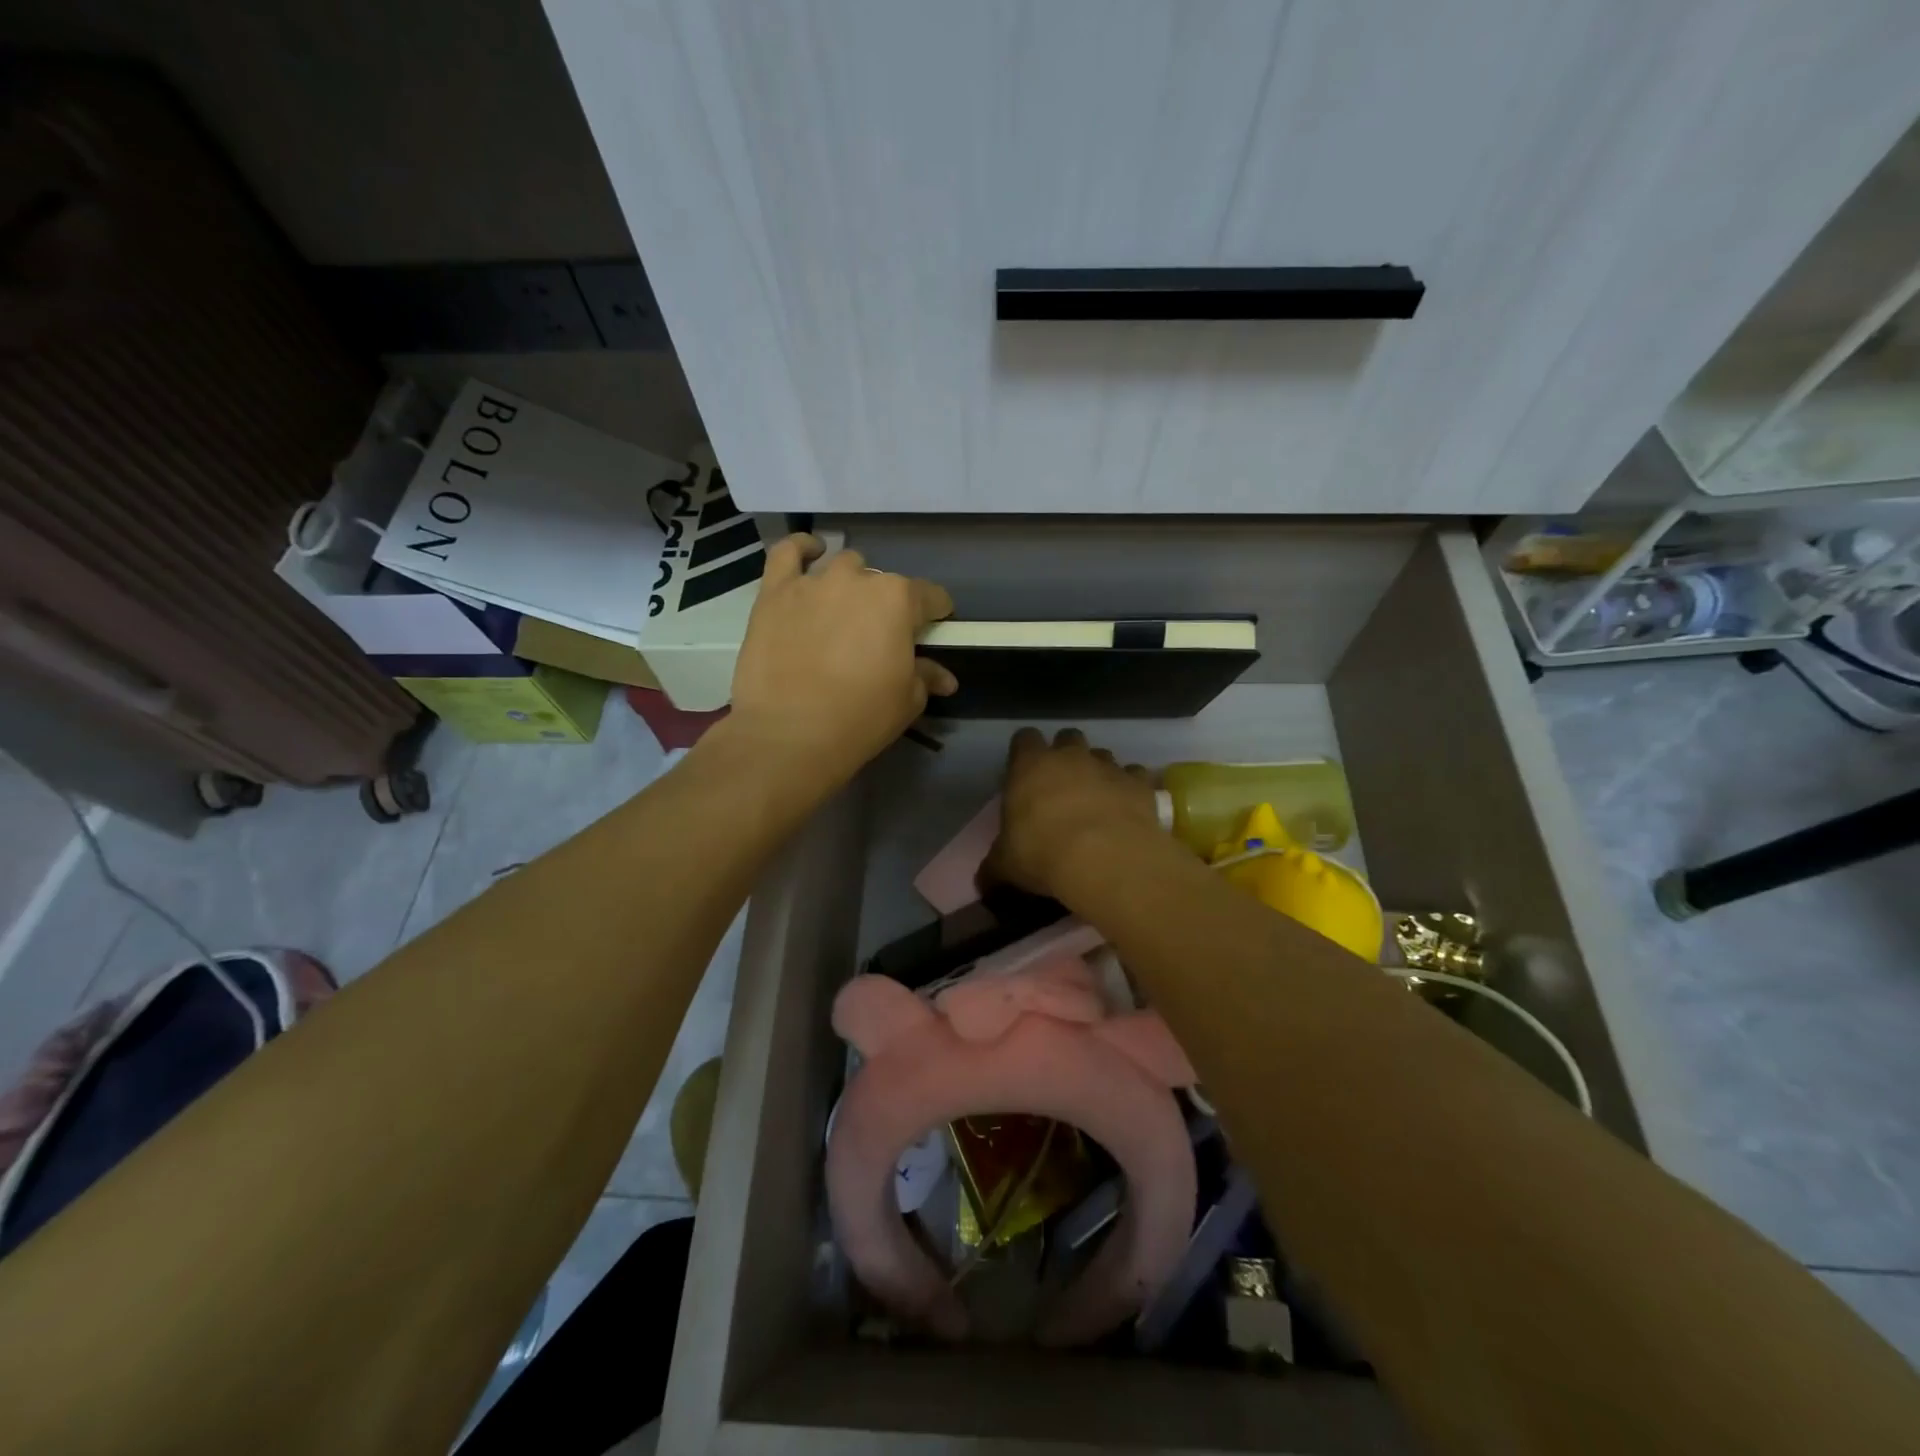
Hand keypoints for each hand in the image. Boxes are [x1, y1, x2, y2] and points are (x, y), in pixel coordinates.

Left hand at [728, 534, 955, 785]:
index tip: (933, 630)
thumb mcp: (907, 701)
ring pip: (842, 567)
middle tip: (878, 638)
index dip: (935, 615)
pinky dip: (802, 549)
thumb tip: (945, 677)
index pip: (930, 597)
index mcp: (898, 600)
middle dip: (887, 605)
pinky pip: (787, 553)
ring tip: (843, 612)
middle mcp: (858, 579)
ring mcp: (813, 582)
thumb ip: (926, 677)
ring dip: (850, 584)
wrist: (789, 734)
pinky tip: (810, 554)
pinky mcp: (775, 592)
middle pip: (883, 582)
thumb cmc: (860, 718)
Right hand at [983, 728, 1159, 898]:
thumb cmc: (1042, 853)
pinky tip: (1128, 809)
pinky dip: (1132, 788)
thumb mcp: (1006, 866)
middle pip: (1068, 737)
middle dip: (1066, 755)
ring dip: (1099, 771)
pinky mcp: (1140, 784)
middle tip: (1062, 784)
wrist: (1105, 859)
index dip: (1024, 751)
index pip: (1024, 739)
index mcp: (1030, 766)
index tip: (1023, 771)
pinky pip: (1136, 776)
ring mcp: (1108, 766)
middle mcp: (1070, 756)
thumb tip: (984, 882)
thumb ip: (994, 867)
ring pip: (1103, 754)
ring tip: (1097, 800)